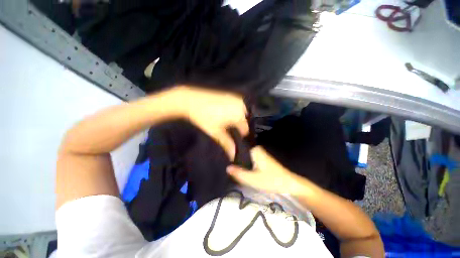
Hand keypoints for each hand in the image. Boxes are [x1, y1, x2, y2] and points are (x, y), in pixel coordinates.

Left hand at [167, 86, 248, 158]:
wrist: (191, 100)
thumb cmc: (204, 118)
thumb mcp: (216, 132)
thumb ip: (227, 143)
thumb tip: (233, 155)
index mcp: (239, 114)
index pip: (246, 128)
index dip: (241, 135)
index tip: (236, 138)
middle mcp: (241, 105)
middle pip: (245, 119)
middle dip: (240, 126)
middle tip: (231, 130)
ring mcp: (235, 98)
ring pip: (242, 112)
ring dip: (238, 118)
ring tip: (228, 123)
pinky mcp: (230, 95)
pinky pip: (238, 105)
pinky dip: (236, 111)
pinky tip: (227, 114)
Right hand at [226, 146, 306, 194]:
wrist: (289, 184)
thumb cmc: (272, 180)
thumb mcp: (253, 179)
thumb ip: (239, 173)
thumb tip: (227, 167)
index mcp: (254, 150)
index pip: (238, 149)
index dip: (231, 155)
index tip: (225, 162)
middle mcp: (256, 149)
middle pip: (241, 153)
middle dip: (235, 160)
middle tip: (229, 169)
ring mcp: (260, 153)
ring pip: (245, 157)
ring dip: (241, 163)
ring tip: (234, 169)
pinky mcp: (262, 159)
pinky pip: (249, 159)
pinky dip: (246, 164)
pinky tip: (242, 170)